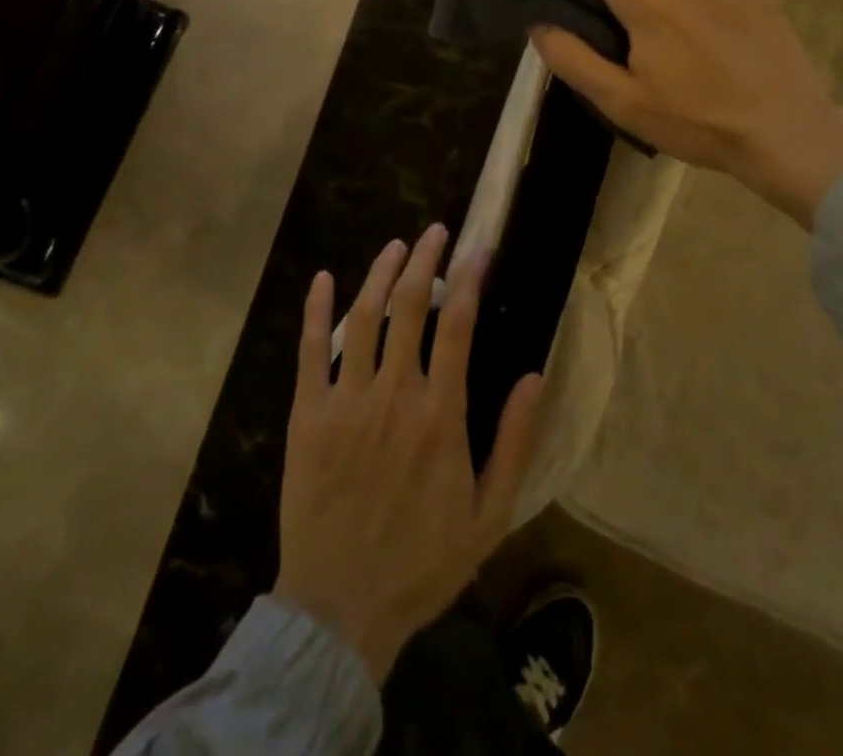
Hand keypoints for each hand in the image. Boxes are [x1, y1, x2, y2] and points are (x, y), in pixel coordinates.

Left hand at [275, 225, 544, 683]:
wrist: (341, 610)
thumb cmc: (422, 562)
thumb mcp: (490, 513)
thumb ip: (515, 442)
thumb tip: (536, 376)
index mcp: (440, 413)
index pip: (459, 324)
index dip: (470, 279)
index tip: (479, 250)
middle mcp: (394, 392)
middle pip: (409, 305)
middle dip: (425, 260)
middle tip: (435, 232)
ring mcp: (346, 400)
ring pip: (363, 316)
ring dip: (380, 273)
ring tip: (395, 246)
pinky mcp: (307, 415)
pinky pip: (309, 350)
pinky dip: (315, 310)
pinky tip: (321, 278)